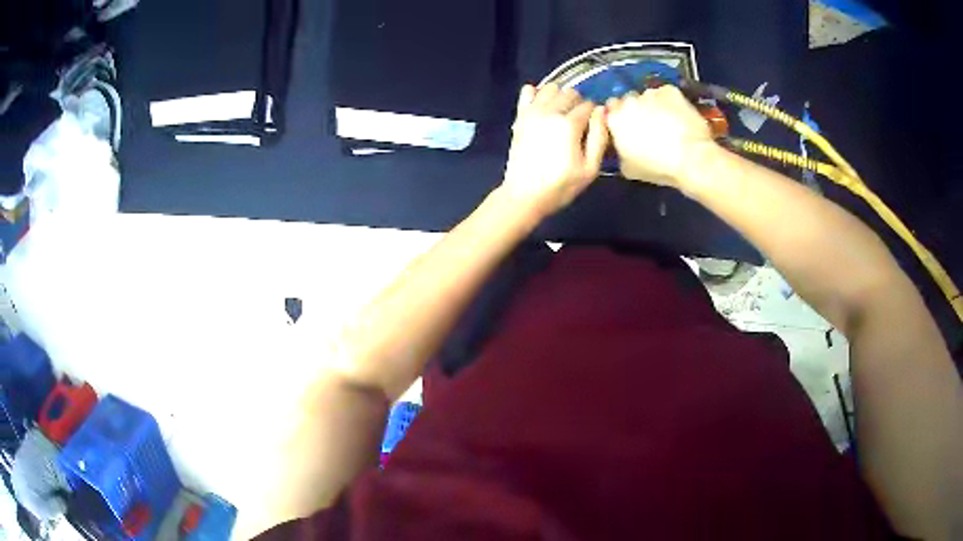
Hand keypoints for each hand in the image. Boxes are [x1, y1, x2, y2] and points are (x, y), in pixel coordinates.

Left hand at [501, 84, 607, 220]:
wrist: (524, 195)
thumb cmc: (561, 186)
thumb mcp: (590, 168)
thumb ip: (599, 137)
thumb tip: (602, 111)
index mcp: (569, 124)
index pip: (588, 105)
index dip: (594, 115)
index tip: (592, 129)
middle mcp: (550, 111)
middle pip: (571, 93)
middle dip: (578, 104)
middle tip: (578, 124)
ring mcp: (532, 112)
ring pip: (551, 87)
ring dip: (559, 96)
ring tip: (562, 114)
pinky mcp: (520, 116)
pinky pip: (527, 91)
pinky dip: (537, 93)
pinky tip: (543, 107)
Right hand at [606, 85, 715, 187]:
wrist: (691, 159)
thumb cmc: (658, 168)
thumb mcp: (628, 169)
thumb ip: (620, 150)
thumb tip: (622, 144)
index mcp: (615, 119)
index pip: (610, 109)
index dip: (619, 117)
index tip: (627, 127)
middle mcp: (629, 101)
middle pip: (628, 100)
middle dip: (635, 109)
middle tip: (647, 125)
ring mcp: (650, 93)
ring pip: (648, 96)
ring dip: (652, 105)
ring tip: (666, 121)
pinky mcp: (670, 91)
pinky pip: (665, 93)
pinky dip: (669, 102)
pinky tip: (677, 116)